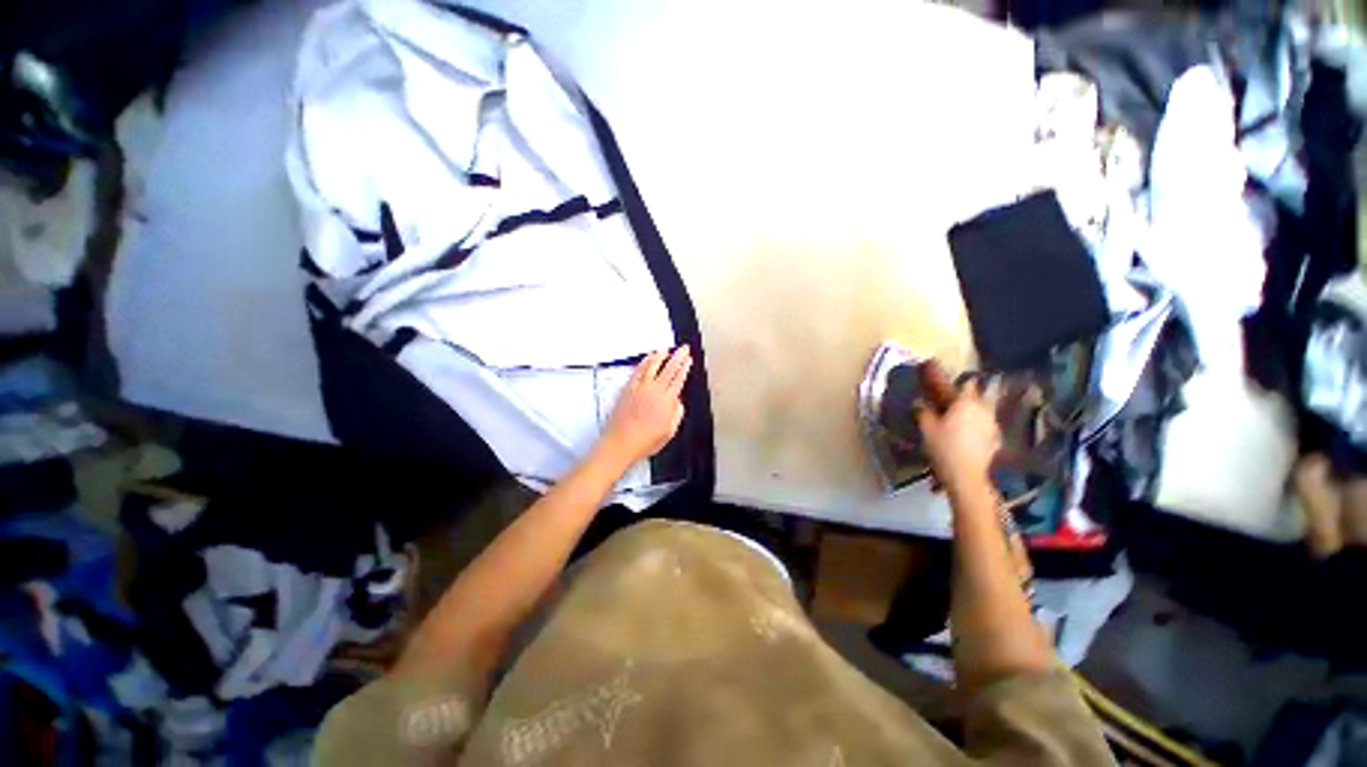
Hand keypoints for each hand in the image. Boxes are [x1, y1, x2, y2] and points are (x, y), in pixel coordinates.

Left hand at [597, 346, 691, 468]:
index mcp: (667, 401)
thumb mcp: (669, 432)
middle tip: (683, 349)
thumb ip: (677, 414)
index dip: (685, 368)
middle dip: (678, 357)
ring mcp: (640, 388)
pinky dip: (644, 362)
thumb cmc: (646, 441)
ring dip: (660, 356)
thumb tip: (678, 402)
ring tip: (666, 349)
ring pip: (652, 366)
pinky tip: (648, 358)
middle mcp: (655, 391)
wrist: (621, 442)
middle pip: (669, 369)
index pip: (679, 379)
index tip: (689, 360)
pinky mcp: (628, 388)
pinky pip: (638, 371)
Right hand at [917, 380, 999, 491]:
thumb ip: (923, 411)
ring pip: (983, 413)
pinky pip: (985, 428)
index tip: (950, 384)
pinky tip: (967, 437)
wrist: (966, 476)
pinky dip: (977, 429)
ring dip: (972, 414)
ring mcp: (992, 426)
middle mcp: (983, 410)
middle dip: (966, 399)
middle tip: (951, 404)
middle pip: (977, 398)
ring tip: (958, 422)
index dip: (959, 382)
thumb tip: (919, 401)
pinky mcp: (996, 441)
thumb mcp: (926, 428)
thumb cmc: (944, 447)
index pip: (967, 384)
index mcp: (966, 403)